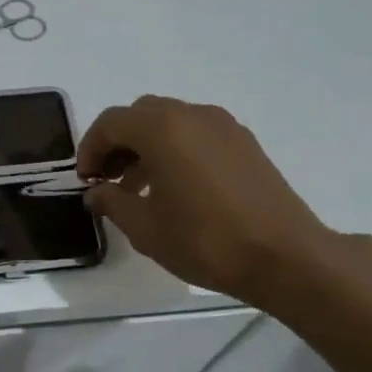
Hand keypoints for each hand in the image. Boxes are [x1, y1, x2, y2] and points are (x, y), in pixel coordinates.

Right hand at [79, 96, 340, 306]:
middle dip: (118, 143)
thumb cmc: (205, 240)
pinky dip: (175, 150)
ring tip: (138, 188)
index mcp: (163, 129)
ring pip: (170, 123)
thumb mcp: (145, 228)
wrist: (285, 256)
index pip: (111, 123)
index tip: (86, 180)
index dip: (90, 149)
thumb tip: (96, 192)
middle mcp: (193, 115)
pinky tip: (175, 189)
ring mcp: (224, 127)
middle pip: (141, 115)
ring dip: (146, 146)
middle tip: (108, 179)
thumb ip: (111, 202)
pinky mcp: (244, 143)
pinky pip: (196, 134)